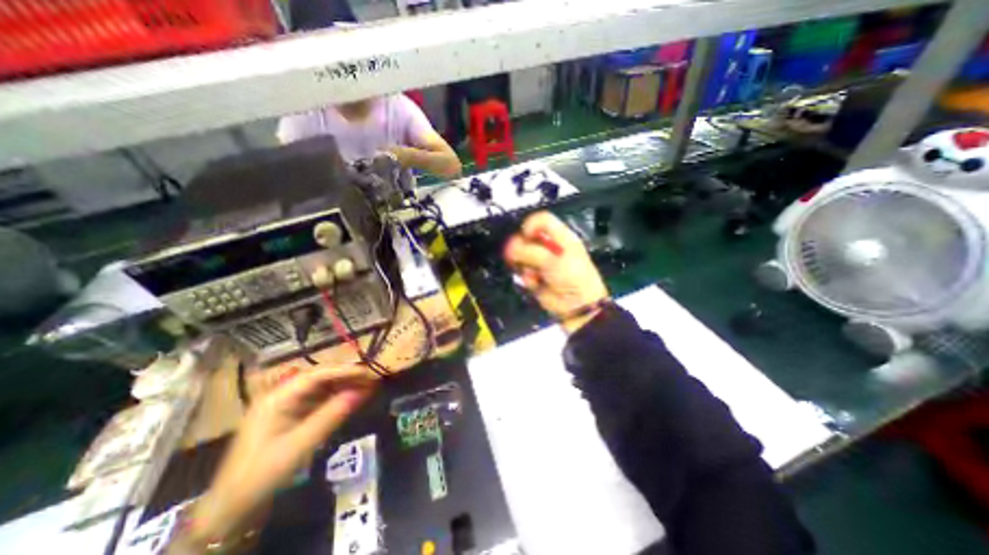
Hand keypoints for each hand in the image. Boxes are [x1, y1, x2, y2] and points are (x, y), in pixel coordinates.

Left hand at [178, 366, 378, 548]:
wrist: (232, 507)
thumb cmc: (263, 473)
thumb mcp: (301, 444)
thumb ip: (332, 414)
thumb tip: (363, 391)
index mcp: (277, 397)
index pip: (317, 374)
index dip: (345, 370)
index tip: (369, 372)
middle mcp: (282, 394)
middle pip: (321, 377)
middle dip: (347, 376)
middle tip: (373, 377)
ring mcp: (287, 404)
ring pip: (322, 386)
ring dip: (345, 385)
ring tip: (369, 385)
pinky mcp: (292, 415)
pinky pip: (320, 399)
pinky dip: (338, 397)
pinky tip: (353, 397)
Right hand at [505, 209, 607, 333]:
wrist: (577, 306)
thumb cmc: (572, 278)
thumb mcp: (552, 260)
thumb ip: (529, 251)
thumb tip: (510, 248)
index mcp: (561, 237)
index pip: (541, 220)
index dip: (530, 226)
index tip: (523, 238)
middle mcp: (550, 247)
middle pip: (527, 239)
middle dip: (523, 250)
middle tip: (524, 259)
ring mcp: (542, 263)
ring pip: (522, 257)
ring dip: (524, 266)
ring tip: (534, 275)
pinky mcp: (536, 277)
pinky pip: (523, 272)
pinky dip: (527, 278)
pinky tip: (535, 283)